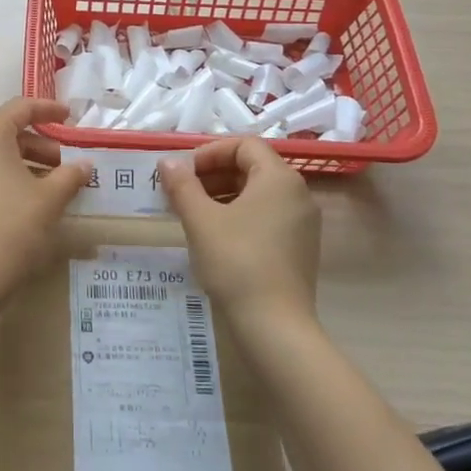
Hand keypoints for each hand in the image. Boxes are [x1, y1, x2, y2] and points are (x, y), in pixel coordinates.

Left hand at [0, 99, 92, 290]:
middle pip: (7, 132)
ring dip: (27, 163)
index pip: (20, 108)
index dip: (48, 109)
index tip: (71, 117)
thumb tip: (84, 165)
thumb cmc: (14, 225)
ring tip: (55, 185)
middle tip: (68, 164)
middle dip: (41, 144)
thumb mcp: (50, 198)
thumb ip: (70, 175)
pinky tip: (31, 200)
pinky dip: (8, 178)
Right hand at [159, 138, 318, 325]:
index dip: (210, 152)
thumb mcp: (201, 220)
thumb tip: (167, 162)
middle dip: (214, 174)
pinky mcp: (300, 247)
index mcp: (279, 178)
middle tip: (183, 192)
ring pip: (259, 193)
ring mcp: (303, 222)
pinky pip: (267, 216)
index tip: (184, 172)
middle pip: (253, 167)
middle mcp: (298, 194)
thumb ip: (183, 185)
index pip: (245, 145)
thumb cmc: (236, 262)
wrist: (275, 325)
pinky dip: (240, 215)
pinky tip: (215, 236)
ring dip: (224, 194)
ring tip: (193, 213)